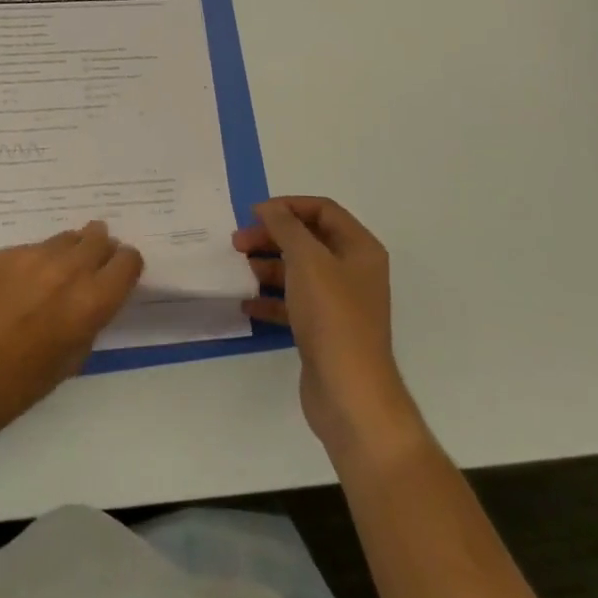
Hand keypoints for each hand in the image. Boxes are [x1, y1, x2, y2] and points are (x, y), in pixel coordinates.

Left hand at [0, 222, 143, 442]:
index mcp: (93, 299)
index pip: (128, 260)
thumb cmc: (25, 382)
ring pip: (66, 238)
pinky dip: (35, 262)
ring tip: (54, 275)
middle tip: (90, 267)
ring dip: (69, 252)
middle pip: (99, 238)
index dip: (125, 267)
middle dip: (100, 250)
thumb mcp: (75, 355)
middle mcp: (69, 268)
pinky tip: (19, 286)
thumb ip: (91, 317)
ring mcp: (34, 256)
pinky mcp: (5, 253)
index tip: (118, 275)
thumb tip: (93, 296)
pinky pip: (33, 249)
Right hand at [235, 197, 423, 458]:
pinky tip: (247, 302)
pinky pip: (293, 303)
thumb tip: (269, 208)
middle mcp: (353, 271)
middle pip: (308, 240)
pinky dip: (271, 299)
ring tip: (241, 269)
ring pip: (298, 271)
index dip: (288, 206)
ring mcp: (339, 303)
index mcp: (359, 248)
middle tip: (238, 242)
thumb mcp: (307, 260)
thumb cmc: (332, 316)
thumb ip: (285, 227)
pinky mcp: (323, 330)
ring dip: (268, 266)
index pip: (323, 210)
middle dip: (272, 236)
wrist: (349, 392)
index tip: (253, 214)